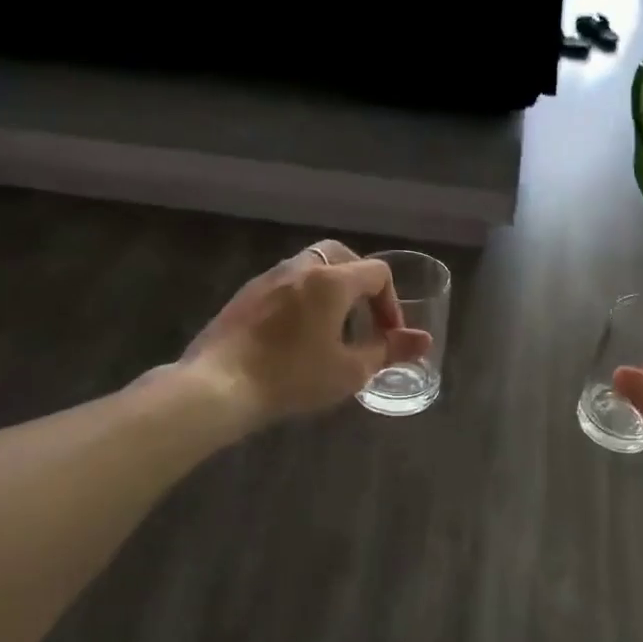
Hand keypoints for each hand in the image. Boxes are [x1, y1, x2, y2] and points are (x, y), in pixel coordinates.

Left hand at [181, 240, 432, 423]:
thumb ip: (389, 350)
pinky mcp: (245, 294)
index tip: (389, 335)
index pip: (377, 273)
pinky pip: (286, 283)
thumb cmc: (292, 377)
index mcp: (332, 281)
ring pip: (311, 266)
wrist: (218, 385)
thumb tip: (424, 340)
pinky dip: (303, 296)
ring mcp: (268, 278)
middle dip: (362, 283)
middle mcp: (300, 268)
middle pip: (342, 256)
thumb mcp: (350, 370)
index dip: (392, 303)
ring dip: (331, 288)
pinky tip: (298, 333)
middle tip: (365, 318)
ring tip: (333, 326)